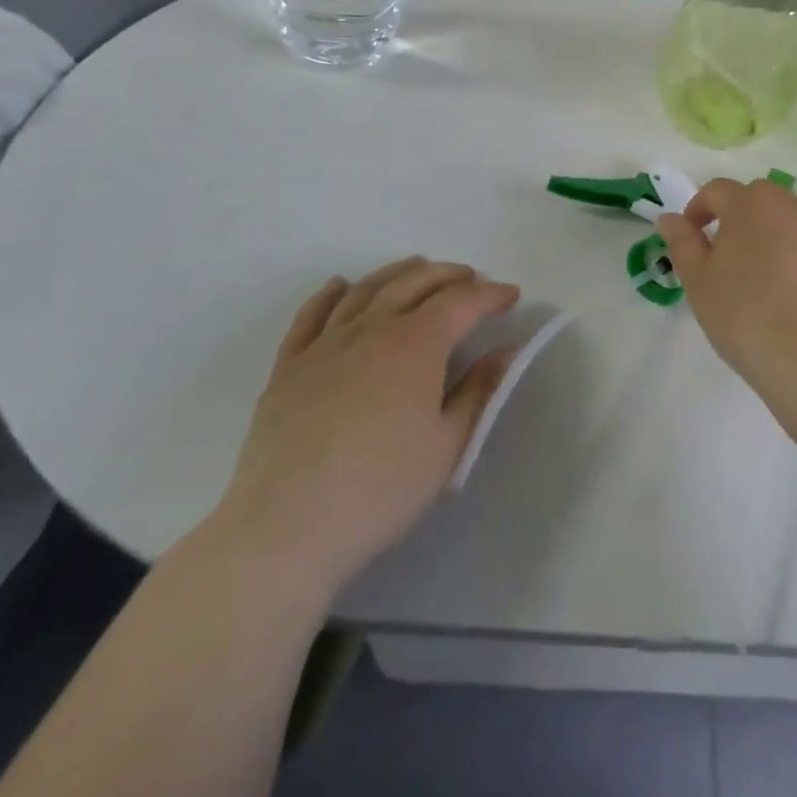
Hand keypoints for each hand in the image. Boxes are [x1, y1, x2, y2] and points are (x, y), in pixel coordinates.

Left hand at [204, 258, 516, 609]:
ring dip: (398, 273)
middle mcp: (372, 329)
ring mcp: (325, 344)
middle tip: (472, 279)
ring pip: (367, 290)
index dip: (490, 295)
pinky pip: (311, 316)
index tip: (512, 296)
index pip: (462, 302)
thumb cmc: (381, 490)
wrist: (285, 529)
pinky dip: (329, 294)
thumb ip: (479, 391)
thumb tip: (506, 351)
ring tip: (418, 268)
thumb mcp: (447, 445)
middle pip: (415, 283)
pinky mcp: (288, 367)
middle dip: (449, 275)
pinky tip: (340, 286)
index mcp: (416, 344)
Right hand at [656, 179, 796, 389]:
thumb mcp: (698, 283)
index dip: (701, 209)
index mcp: (747, 205)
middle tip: (737, 254)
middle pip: (762, 195)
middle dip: (745, 215)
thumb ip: (682, 243)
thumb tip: (669, 217)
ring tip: (782, 257)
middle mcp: (790, 202)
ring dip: (788, 221)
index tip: (694, 235)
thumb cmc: (745, 318)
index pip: (717, 191)